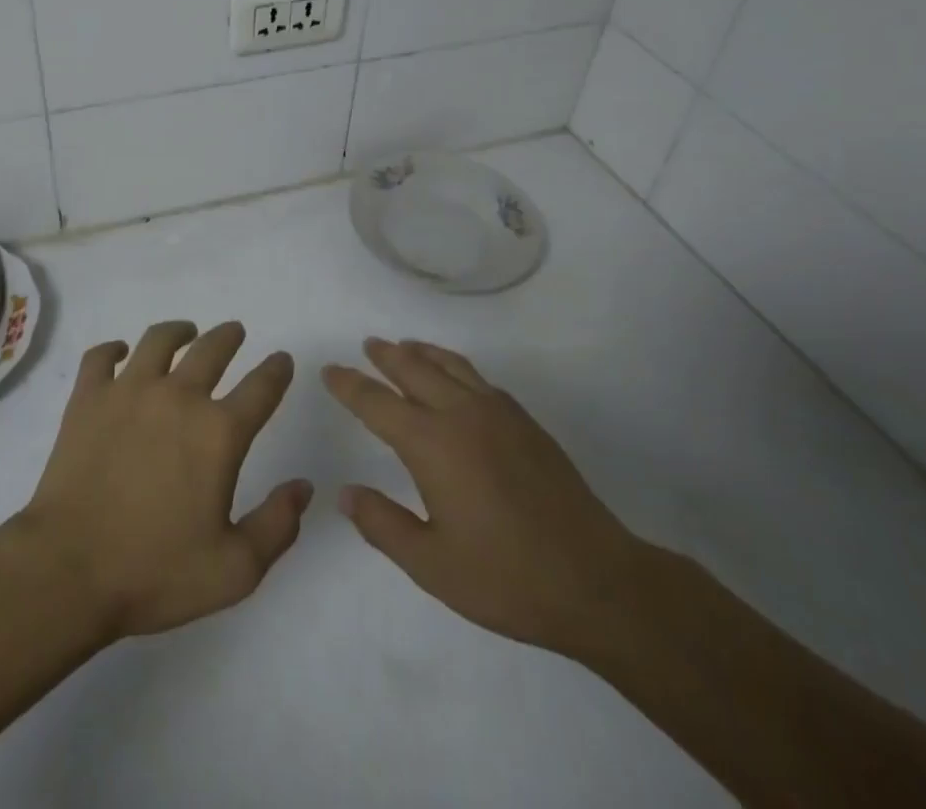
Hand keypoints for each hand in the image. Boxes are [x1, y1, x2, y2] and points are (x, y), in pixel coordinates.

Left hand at [17, 320, 311, 640]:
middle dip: (229, 336)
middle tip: (234, 332)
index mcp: (218, 433)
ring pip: (159, 340)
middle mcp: (178, 397)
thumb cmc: (154, 572)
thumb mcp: (233, 570)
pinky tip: (119, 353)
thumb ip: (277, 525)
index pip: (261, 388)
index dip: (277, 370)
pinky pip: (101, 356)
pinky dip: (113, 349)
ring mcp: (128, 391)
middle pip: (212, 349)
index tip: (282, 360)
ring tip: (185, 332)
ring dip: (178, 331)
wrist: (68, 570)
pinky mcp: (88, 398)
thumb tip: (303, 486)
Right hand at [323, 338, 646, 655]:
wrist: (596, 581)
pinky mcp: (525, 423)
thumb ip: (383, 524)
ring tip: (405, 346)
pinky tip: (456, 378)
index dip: (349, 385)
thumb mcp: (431, 564)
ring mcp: (498, 413)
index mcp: (431, 444)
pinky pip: (479, 378)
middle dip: (386, 356)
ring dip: (422, 352)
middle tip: (367, 345)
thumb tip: (346, 493)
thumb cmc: (506, 577)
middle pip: (414, 370)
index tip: (330, 371)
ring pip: (450, 366)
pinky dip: (456, 366)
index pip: (377, 403)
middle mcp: (461, 414)